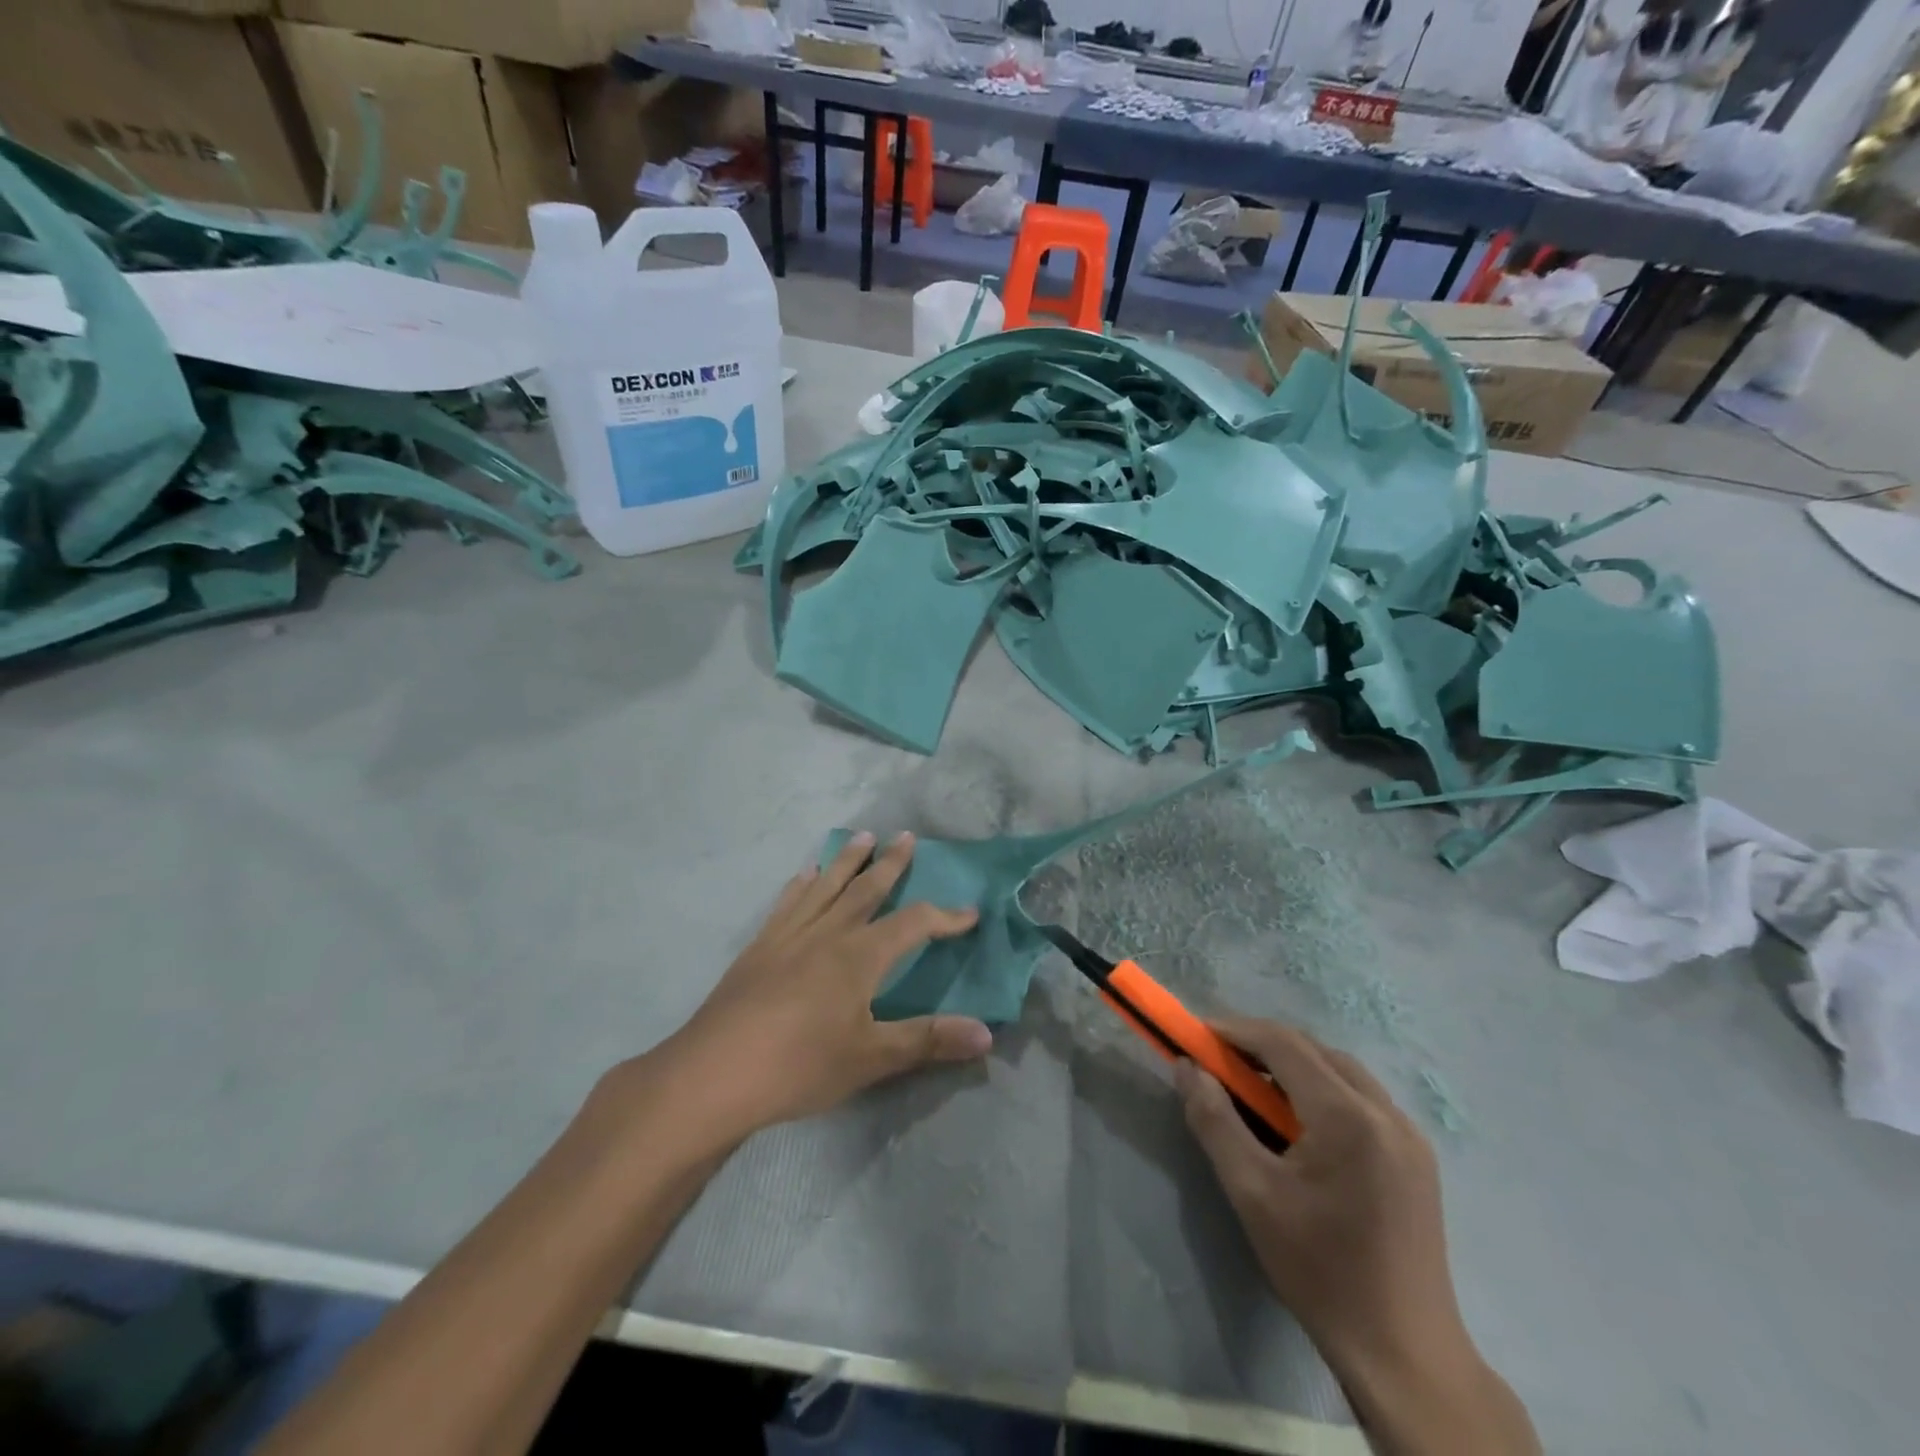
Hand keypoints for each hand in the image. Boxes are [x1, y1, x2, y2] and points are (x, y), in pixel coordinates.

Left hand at [654, 832, 991, 1143]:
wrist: (713, 1075)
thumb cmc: (799, 1066)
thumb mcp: (871, 1059)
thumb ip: (928, 1040)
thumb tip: (987, 1033)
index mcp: (859, 956)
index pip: (913, 924)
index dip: (944, 917)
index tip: (969, 912)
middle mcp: (827, 934)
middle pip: (866, 890)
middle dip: (890, 864)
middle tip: (905, 836)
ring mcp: (788, 937)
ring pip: (825, 887)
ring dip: (846, 861)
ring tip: (861, 837)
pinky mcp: (759, 948)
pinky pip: (786, 904)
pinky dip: (800, 885)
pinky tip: (804, 874)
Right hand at [1178, 1019, 1538, 1455]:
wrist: (1404, 1356)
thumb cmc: (1320, 1271)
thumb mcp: (1252, 1193)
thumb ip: (1213, 1120)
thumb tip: (1186, 1068)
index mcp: (1348, 1117)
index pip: (1284, 1044)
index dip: (1236, 1031)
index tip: (1197, 1036)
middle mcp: (1386, 1112)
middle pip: (1314, 1050)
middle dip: (1262, 1046)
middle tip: (1219, 1064)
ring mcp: (1409, 1134)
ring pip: (1340, 1070)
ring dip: (1293, 1066)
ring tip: (1253, 1091)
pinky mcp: (1416, 1157)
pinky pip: (1361, 1098)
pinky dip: (1321, 1090)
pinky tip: (1299, 1123)